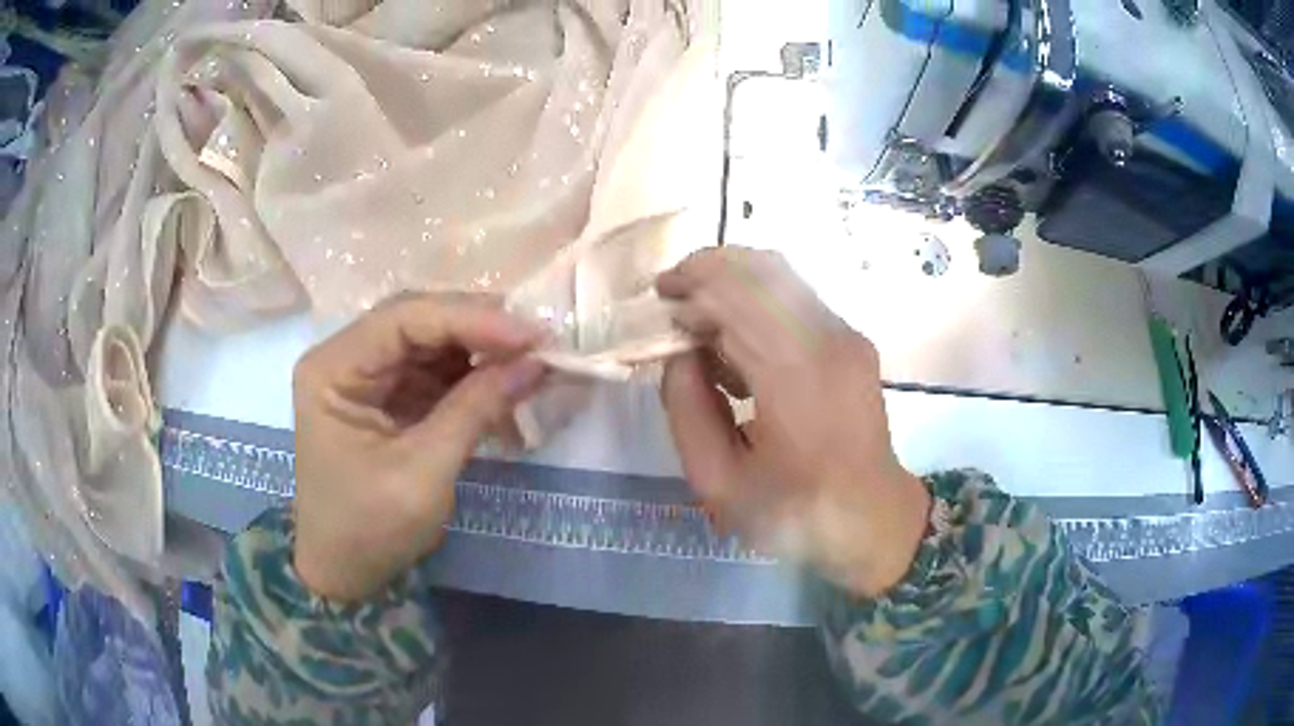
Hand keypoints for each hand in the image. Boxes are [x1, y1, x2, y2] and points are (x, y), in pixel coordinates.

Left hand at [291, 295, 545, 601]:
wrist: (343, 570)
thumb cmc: (370, 529)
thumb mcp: (423, 473)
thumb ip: (475, 409)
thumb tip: (536, 362)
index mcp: (333, 369)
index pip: (404, 318)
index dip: (470, 319)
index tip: (531, 335)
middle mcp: (344, 357)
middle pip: (417, 320)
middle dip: (479, 328)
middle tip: (539, 340)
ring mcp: (365, 373)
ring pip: (430, 339)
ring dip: (481, 348)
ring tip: (531, 358)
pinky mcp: (386, 393)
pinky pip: (433, 368)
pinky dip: (472, 374)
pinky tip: (506, 380)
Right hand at [657, 248, 929, 597]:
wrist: (871, 518)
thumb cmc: (793, 512)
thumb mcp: (717, 482)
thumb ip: (687, 410)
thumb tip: (678, 354)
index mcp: (795, 378)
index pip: (736, 296)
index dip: (690, 287)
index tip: (657, 304)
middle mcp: (828, 341)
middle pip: (761, 270)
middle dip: (706, 272)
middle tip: (671, 298)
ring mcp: (847, 336)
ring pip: (781, 275)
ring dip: (732, 283)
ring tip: (699, 322)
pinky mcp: (853, 339)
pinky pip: (796, 297)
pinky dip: (758, 301)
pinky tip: (737, 342)